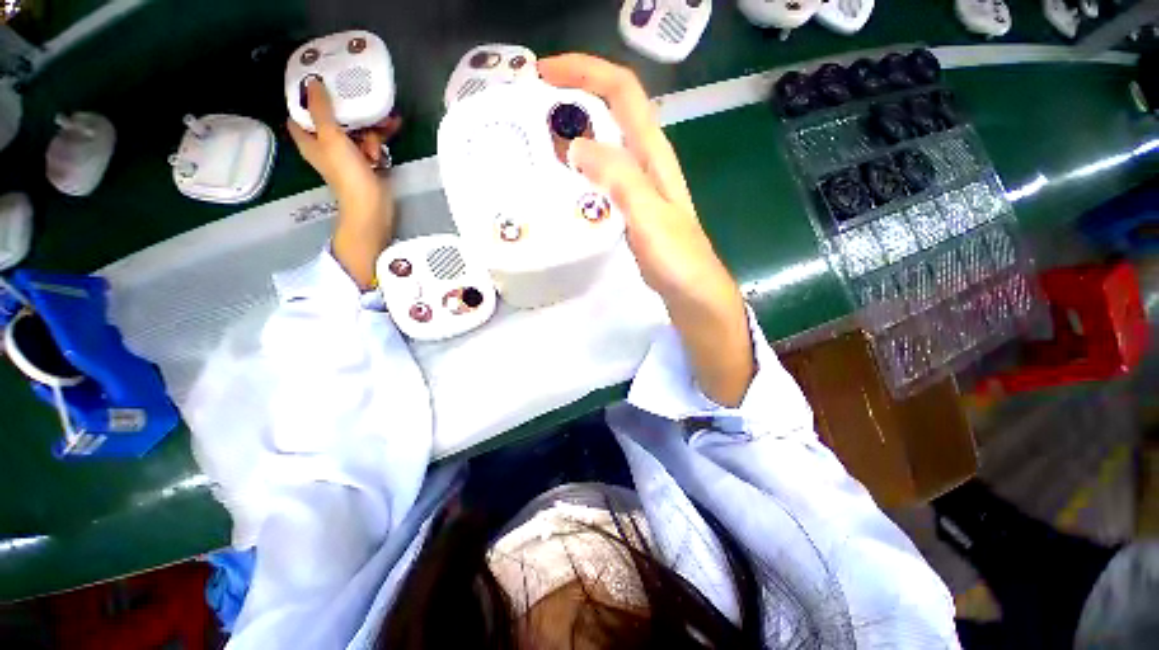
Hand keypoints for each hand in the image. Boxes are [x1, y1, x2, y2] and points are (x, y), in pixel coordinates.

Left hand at [288, 78, 400, 288]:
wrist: (372, 205)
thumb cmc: (347, 173)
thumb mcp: (331, 137)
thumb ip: (321, 110)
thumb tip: (311, 82)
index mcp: (309, 139)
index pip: (300, 112)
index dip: (306, 96)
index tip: (320, 81)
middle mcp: (326, 144)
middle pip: (332, 118)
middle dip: (348, 110)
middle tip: (361, 99)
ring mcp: (347, 154)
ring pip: (355, 129)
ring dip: (370, 126)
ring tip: (385, 123)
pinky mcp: (366, 161)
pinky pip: (370, 142)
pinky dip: (379, 138)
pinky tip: (392, 130)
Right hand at [538, 54, 754, 405]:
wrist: (691, 293)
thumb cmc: (677, 258)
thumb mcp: (649, 216)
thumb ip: (619, 179)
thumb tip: (578, 145)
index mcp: (653, 155)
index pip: (622, 93)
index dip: (585, 72)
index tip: (544, 74)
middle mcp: (646, 162)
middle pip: (612, 111)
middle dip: (575, 95)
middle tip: (534, 108)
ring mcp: (638, 186)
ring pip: (606, 144)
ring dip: (576, 132)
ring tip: (540, 141)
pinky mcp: (631, 208)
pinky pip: (602, 176)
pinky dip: (581, 169)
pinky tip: (564, 183)